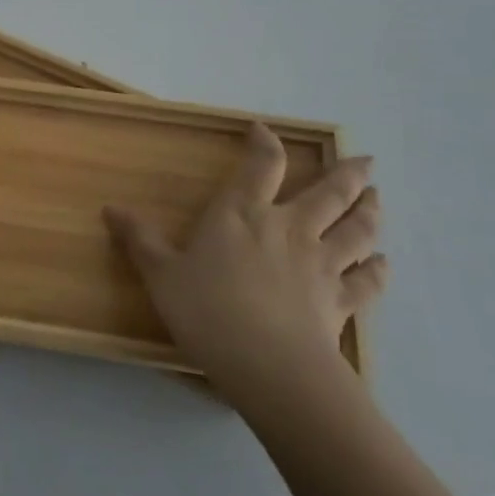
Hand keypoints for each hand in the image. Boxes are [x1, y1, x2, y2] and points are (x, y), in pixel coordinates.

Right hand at [104, 121, 387, 410]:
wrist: (268, 365)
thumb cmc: (207, 310)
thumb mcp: (160, 274)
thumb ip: (140, 239)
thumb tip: (111, 208)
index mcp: (242, 215)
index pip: (261, 166)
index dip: (265, 144)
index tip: (264, 130)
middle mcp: (289, 229)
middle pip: (328, 193)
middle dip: (347, 174)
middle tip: (367, 162)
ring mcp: (321, 265)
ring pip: (356, 230)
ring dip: (369, 212)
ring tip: (377, 198)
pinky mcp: (341, 302)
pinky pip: (367, 281)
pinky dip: (378, 270)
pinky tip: (383, 263)